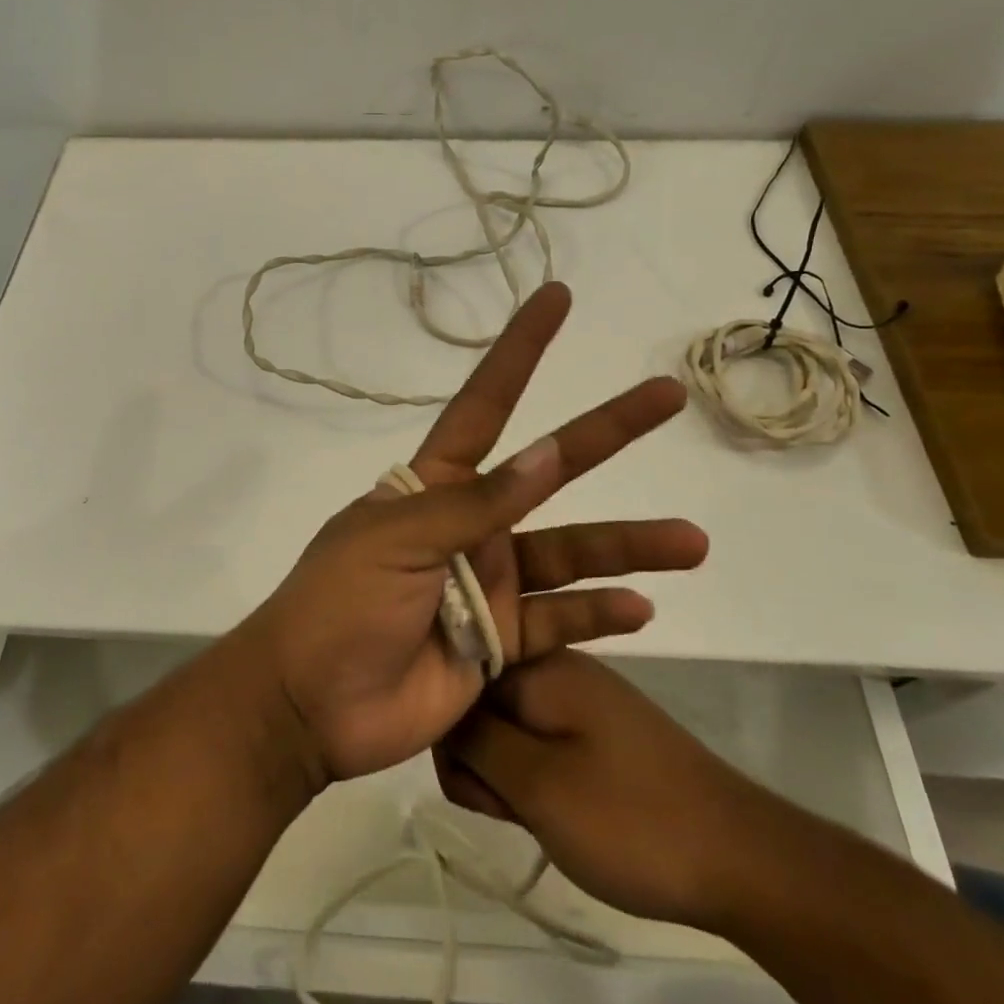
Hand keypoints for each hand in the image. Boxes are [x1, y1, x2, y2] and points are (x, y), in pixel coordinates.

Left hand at [239, 282, 707, 783]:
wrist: (311, 704)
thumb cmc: (339, 603)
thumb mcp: (397, 539)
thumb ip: (476, 503)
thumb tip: (547, 451)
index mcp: (436, 485)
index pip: (486, 403)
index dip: (521, 350)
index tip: (557, 298)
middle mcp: (472, 524)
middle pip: (551, 470)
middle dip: (608, 431)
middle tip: (668, 396)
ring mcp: (492, 583)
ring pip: (573, 553)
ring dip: (631, 546)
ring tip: (692, 541)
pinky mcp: (503, 642)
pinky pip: (563, 622)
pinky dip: (600, 615)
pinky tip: (642, 609)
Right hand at [437, 650, 759, 928]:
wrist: (744, 861)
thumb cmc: (633, 820)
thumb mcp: (538, 784)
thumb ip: (475, 742)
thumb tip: (437, 710)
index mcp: (540, 663)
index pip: (458, 678)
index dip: (452, 734)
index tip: (476, 784)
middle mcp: (556, 666)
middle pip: (480, 703)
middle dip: (480, 760)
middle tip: (513, 807)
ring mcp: (579, 698)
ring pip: (508, 729)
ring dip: (508, 775)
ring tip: (539, 817)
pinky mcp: (596, 731)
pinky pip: (540, 744)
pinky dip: (534, 779)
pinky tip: (554, 814)